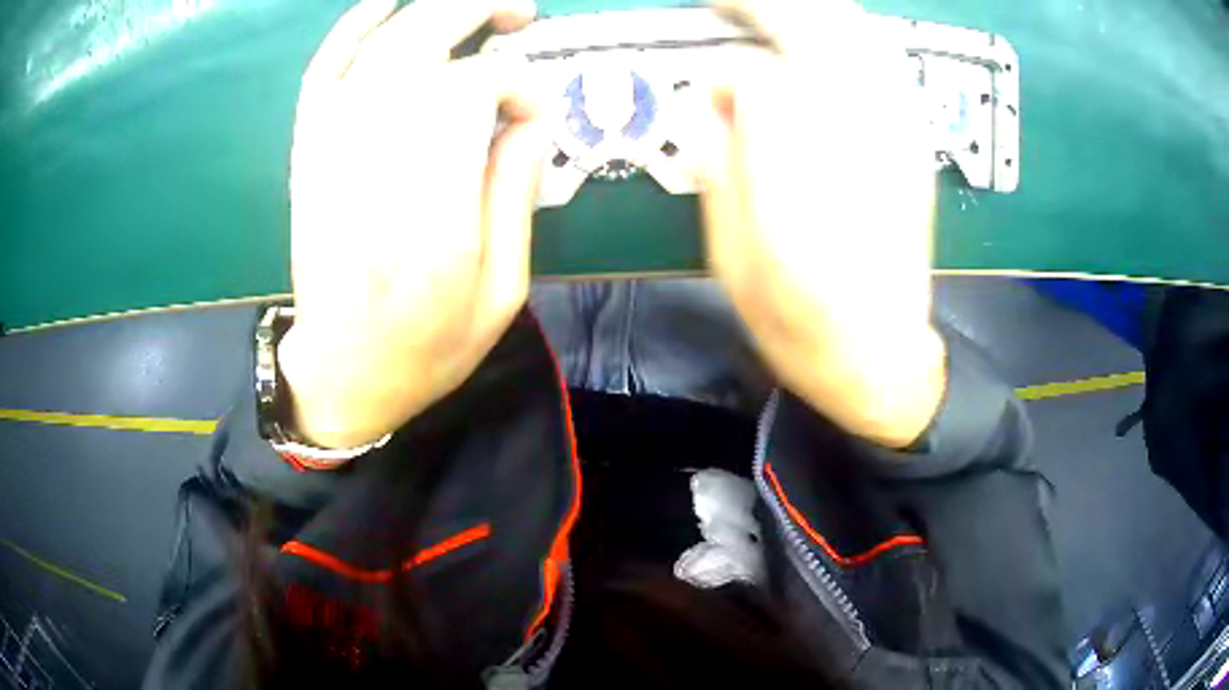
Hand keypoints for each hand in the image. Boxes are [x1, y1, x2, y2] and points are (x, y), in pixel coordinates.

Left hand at [278, 0, 548, 449]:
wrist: (343, 373)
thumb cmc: (428, 346)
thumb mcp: (503, 290)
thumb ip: (517, 193)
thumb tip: (530, 115)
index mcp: (429, 208)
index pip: (472, 91)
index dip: (516, 84)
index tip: (535, 112)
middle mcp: (372, 161)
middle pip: (421, 45)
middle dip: (478, 13)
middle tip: (522, 15)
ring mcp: (330, 150)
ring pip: (379, 47)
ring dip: (432, 12)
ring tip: (477, 10)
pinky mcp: (309, 152)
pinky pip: (323, 71)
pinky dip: (351, 29)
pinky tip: (383, 7)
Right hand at [697, 0, 944, 447]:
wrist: (881, 357)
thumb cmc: (798, 323)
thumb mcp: (730, 257)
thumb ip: (718, 160)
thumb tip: (713, 92)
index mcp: (802, 173)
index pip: (756, 75)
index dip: (725, 75)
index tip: (708, 92)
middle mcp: (859, 136)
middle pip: (817, 28)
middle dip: (765, 6)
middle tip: (727, 5)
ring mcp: (897, 133)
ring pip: (856, 32)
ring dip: (809, 13)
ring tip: (769, 14)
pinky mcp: (913, 139)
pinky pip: (883, 59)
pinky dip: (846, 34)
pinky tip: (821, 39)